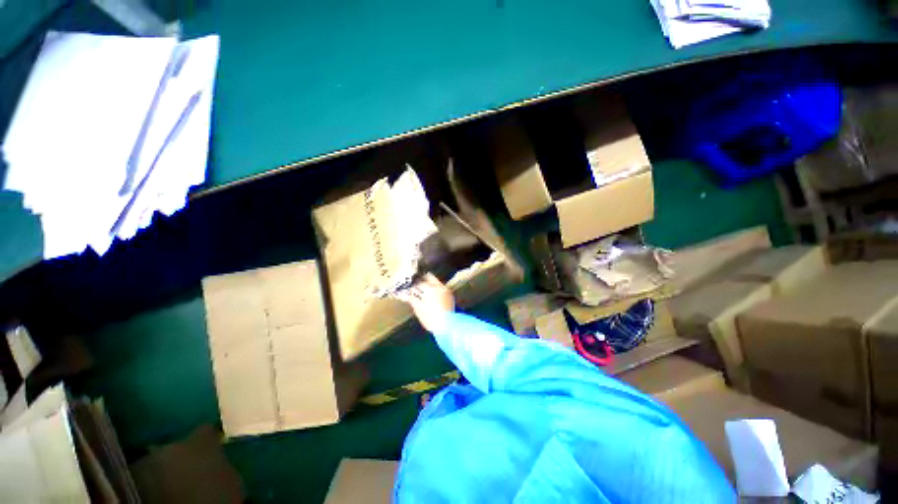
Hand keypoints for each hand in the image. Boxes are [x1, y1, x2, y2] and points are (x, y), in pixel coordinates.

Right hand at [405, 274, 454, 332]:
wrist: (447, 326)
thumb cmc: (430, 318)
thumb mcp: (418, 309)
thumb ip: (411, 298)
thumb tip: (402, 294)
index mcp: (430, 288)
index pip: (418, 282)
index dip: (412, 283)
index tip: (408, 285)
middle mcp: (439, 286)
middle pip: (429, 277)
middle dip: (421, 279)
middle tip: (415, 284)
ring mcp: (446, 290)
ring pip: (435, 282)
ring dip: (428, 283)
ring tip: (421, 290)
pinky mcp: (450, 295)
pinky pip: (440, 287)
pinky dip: (435, 289)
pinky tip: (430, 295)